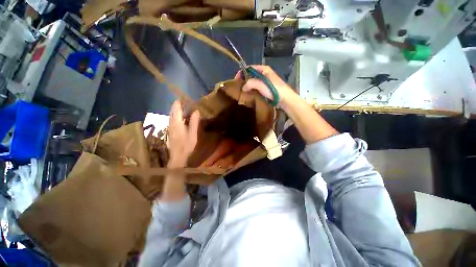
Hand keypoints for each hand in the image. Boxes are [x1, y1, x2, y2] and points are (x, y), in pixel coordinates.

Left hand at [168, 100, 199, 167]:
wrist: (178, 156)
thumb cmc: (187, 145)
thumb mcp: (193, 134)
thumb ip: (194, 122)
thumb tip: (196, 111)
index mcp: (177, 122)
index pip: (176, 108)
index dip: (180, 102)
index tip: (185, 98)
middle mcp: (171, 123)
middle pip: (173, 110)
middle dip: (178, 105)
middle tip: (186, 102)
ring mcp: (169, 127)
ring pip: (171, 115)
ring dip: (176, 110)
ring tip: (184, 108)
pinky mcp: (170, 130)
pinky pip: (172, 119)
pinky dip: (176, 115)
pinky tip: (181, 117)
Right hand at [234, 65, 296, 106]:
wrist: (285, 99)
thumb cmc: (274, 90)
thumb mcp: (261, 84)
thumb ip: (250, 83)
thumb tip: (243, 87)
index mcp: (264, 69)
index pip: (249, 68)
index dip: (242, 73)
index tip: (236, 80)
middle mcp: (265, 74)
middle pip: (251, 75)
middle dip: (244, 80)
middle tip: (239, 87)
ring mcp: (266, 82)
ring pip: (254, 82)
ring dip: (248, 86)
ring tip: (243, 92)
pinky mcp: (267, 89)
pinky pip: (257, 88)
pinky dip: (252, 90)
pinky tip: (249, 95)